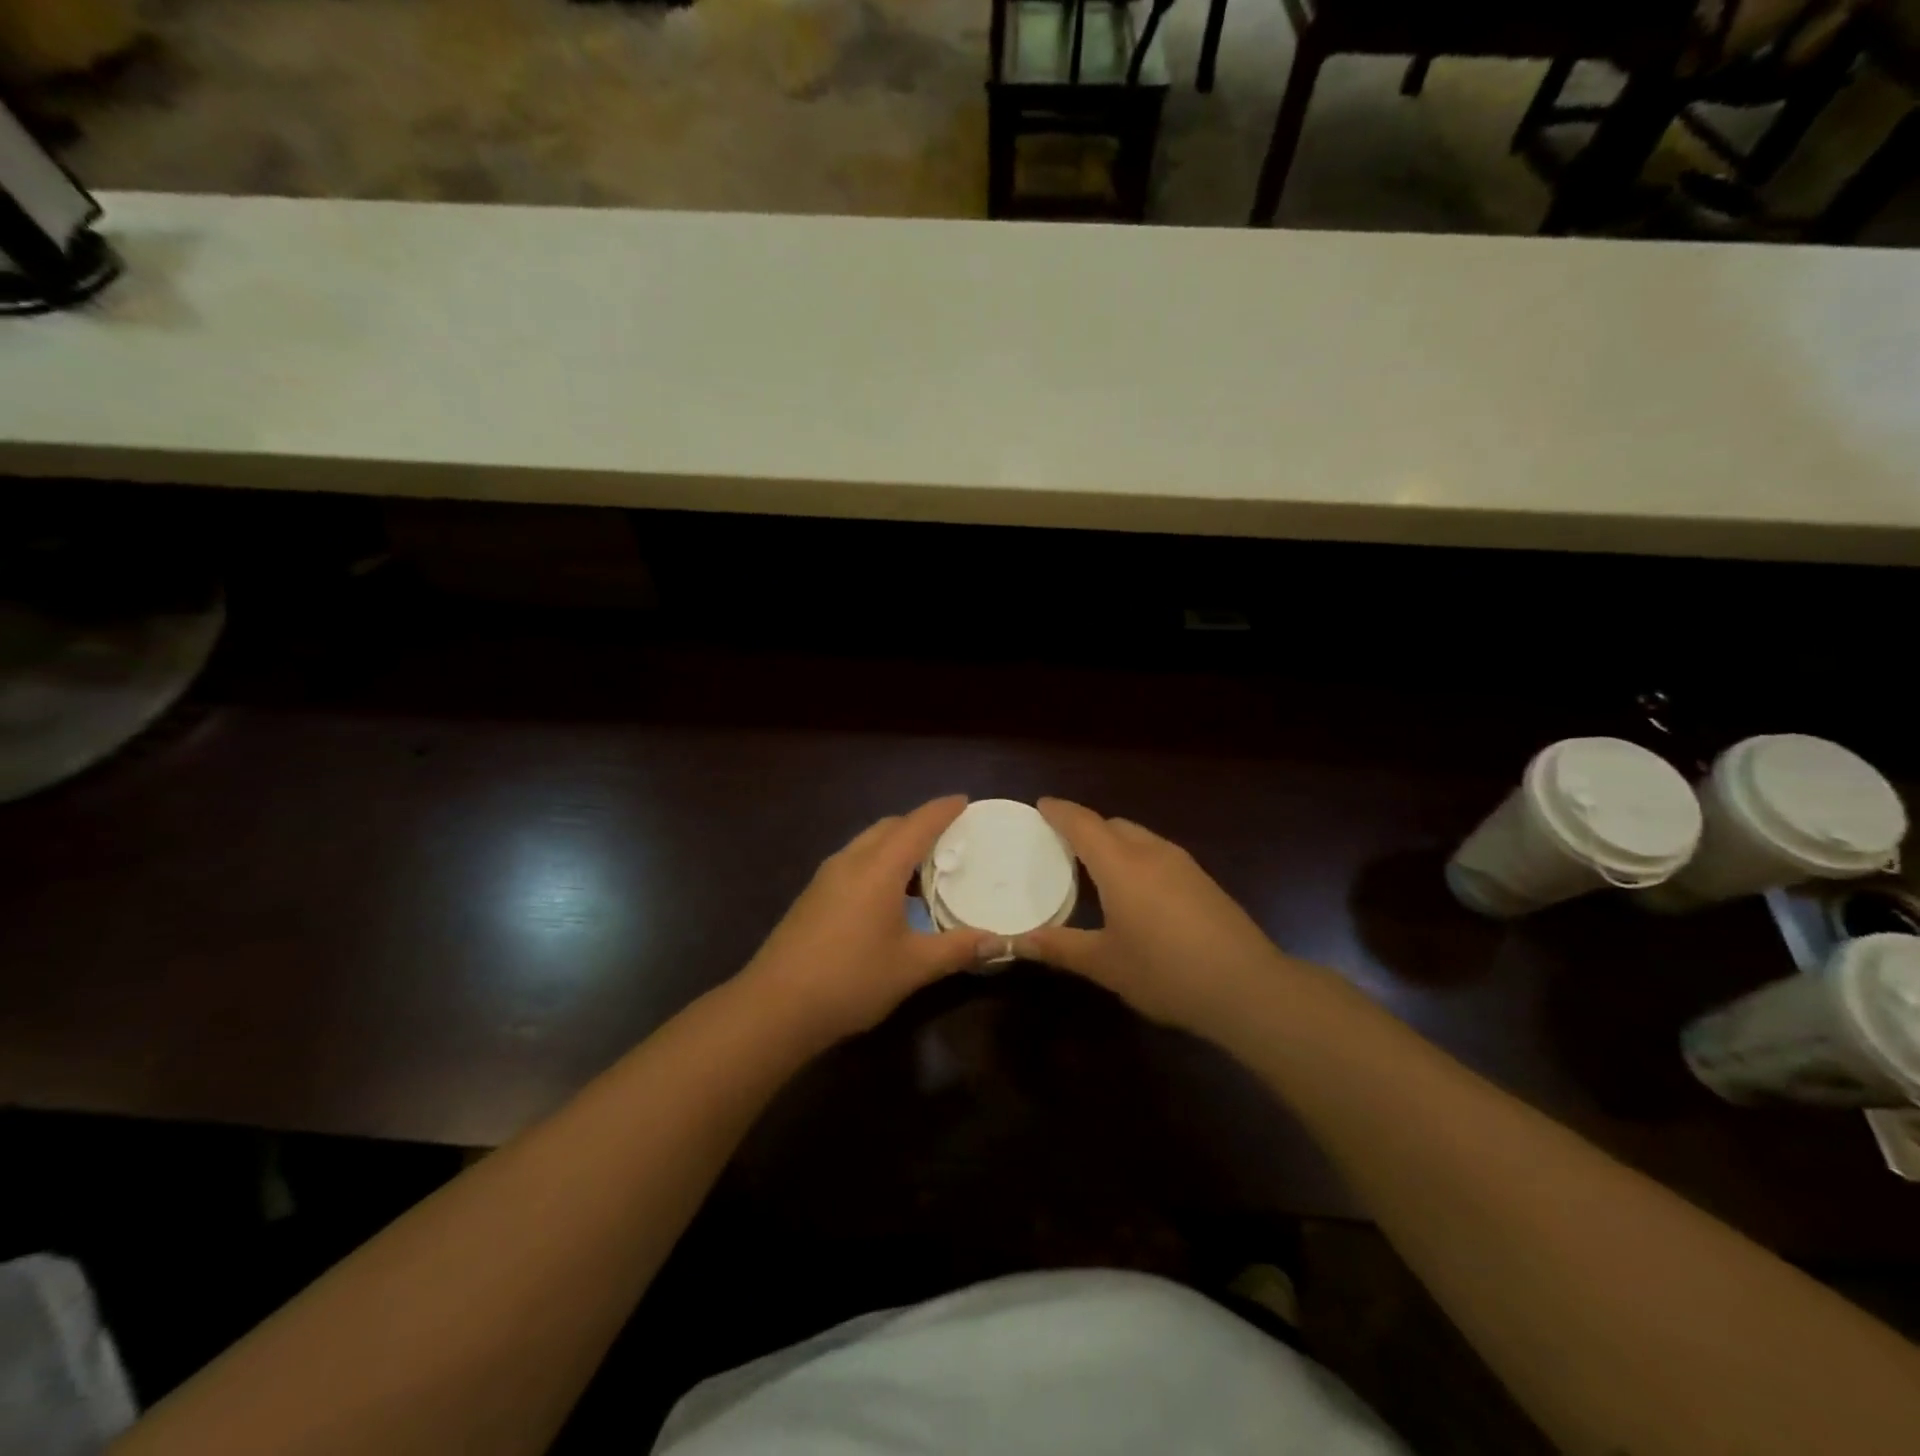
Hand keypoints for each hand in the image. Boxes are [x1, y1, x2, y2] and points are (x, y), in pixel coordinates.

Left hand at [742, 796, 991, 1044]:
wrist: (775, 1007)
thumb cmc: (851, 979)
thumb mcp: (913, 967)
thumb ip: (957, 949)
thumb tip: (999, 942)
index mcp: (878, 868)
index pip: (917, 824)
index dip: (942, 810)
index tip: (965, 800)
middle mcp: (850, 861)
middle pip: (889, 826)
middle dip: (919, 824)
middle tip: (950, 837)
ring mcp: (826, 877)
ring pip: (867, 842)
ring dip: (896, 843)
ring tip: (924, 866)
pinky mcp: (813, 896)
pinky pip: (853, 861)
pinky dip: (878, 861)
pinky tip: (889, 895)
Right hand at [1012, 798, 1289, 1031]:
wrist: (1247, 988)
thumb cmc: (1165, 972)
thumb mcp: (1104, 964)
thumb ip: (1059, 947)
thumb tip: (1015, 942)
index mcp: (1121, 865)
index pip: (1083, 823)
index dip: (1060, 812)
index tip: (1041, 805)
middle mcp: (1152, 853)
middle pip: (1113, 825)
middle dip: (1086, 827)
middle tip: (1061, 844)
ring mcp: (1183, 865)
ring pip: (1140, 837)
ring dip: (1114, 842)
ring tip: (1095, 867)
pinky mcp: (1204, 882)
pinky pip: (1159, 854)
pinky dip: (1136, 858)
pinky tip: (1136, 891)